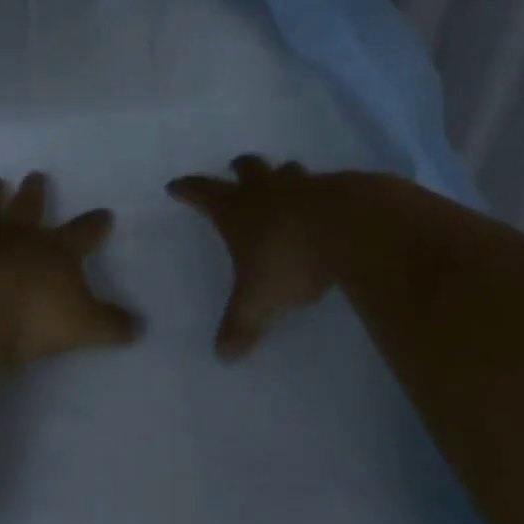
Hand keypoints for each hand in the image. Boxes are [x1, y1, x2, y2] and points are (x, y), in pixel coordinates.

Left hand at [0, 172, 141, 368]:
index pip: (83, 233)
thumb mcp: (82, 326)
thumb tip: (140, 326)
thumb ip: (110, 325)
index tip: (104, 212)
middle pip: (30, 208)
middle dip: (35, 192)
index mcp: (56, 251)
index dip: (95, 224)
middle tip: (36, 175)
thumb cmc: (33, 316)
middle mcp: (19, 237)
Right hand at [167, 155, 342, 360]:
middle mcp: (265, 189)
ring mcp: (301, 184)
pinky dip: (318, 192)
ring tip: (283, 183)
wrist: (348, 229)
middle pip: (246, 168)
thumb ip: (240, 324)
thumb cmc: (289, 259)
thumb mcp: (259, 300)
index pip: (202, 192)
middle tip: (236, 170)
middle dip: (239, 169)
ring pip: (285, 170)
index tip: (176, 186)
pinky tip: (325, 205)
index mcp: (236, 209)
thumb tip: (221, 355)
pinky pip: (322, 184)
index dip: (187, 189)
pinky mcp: (336, 187)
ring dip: (281, 175)